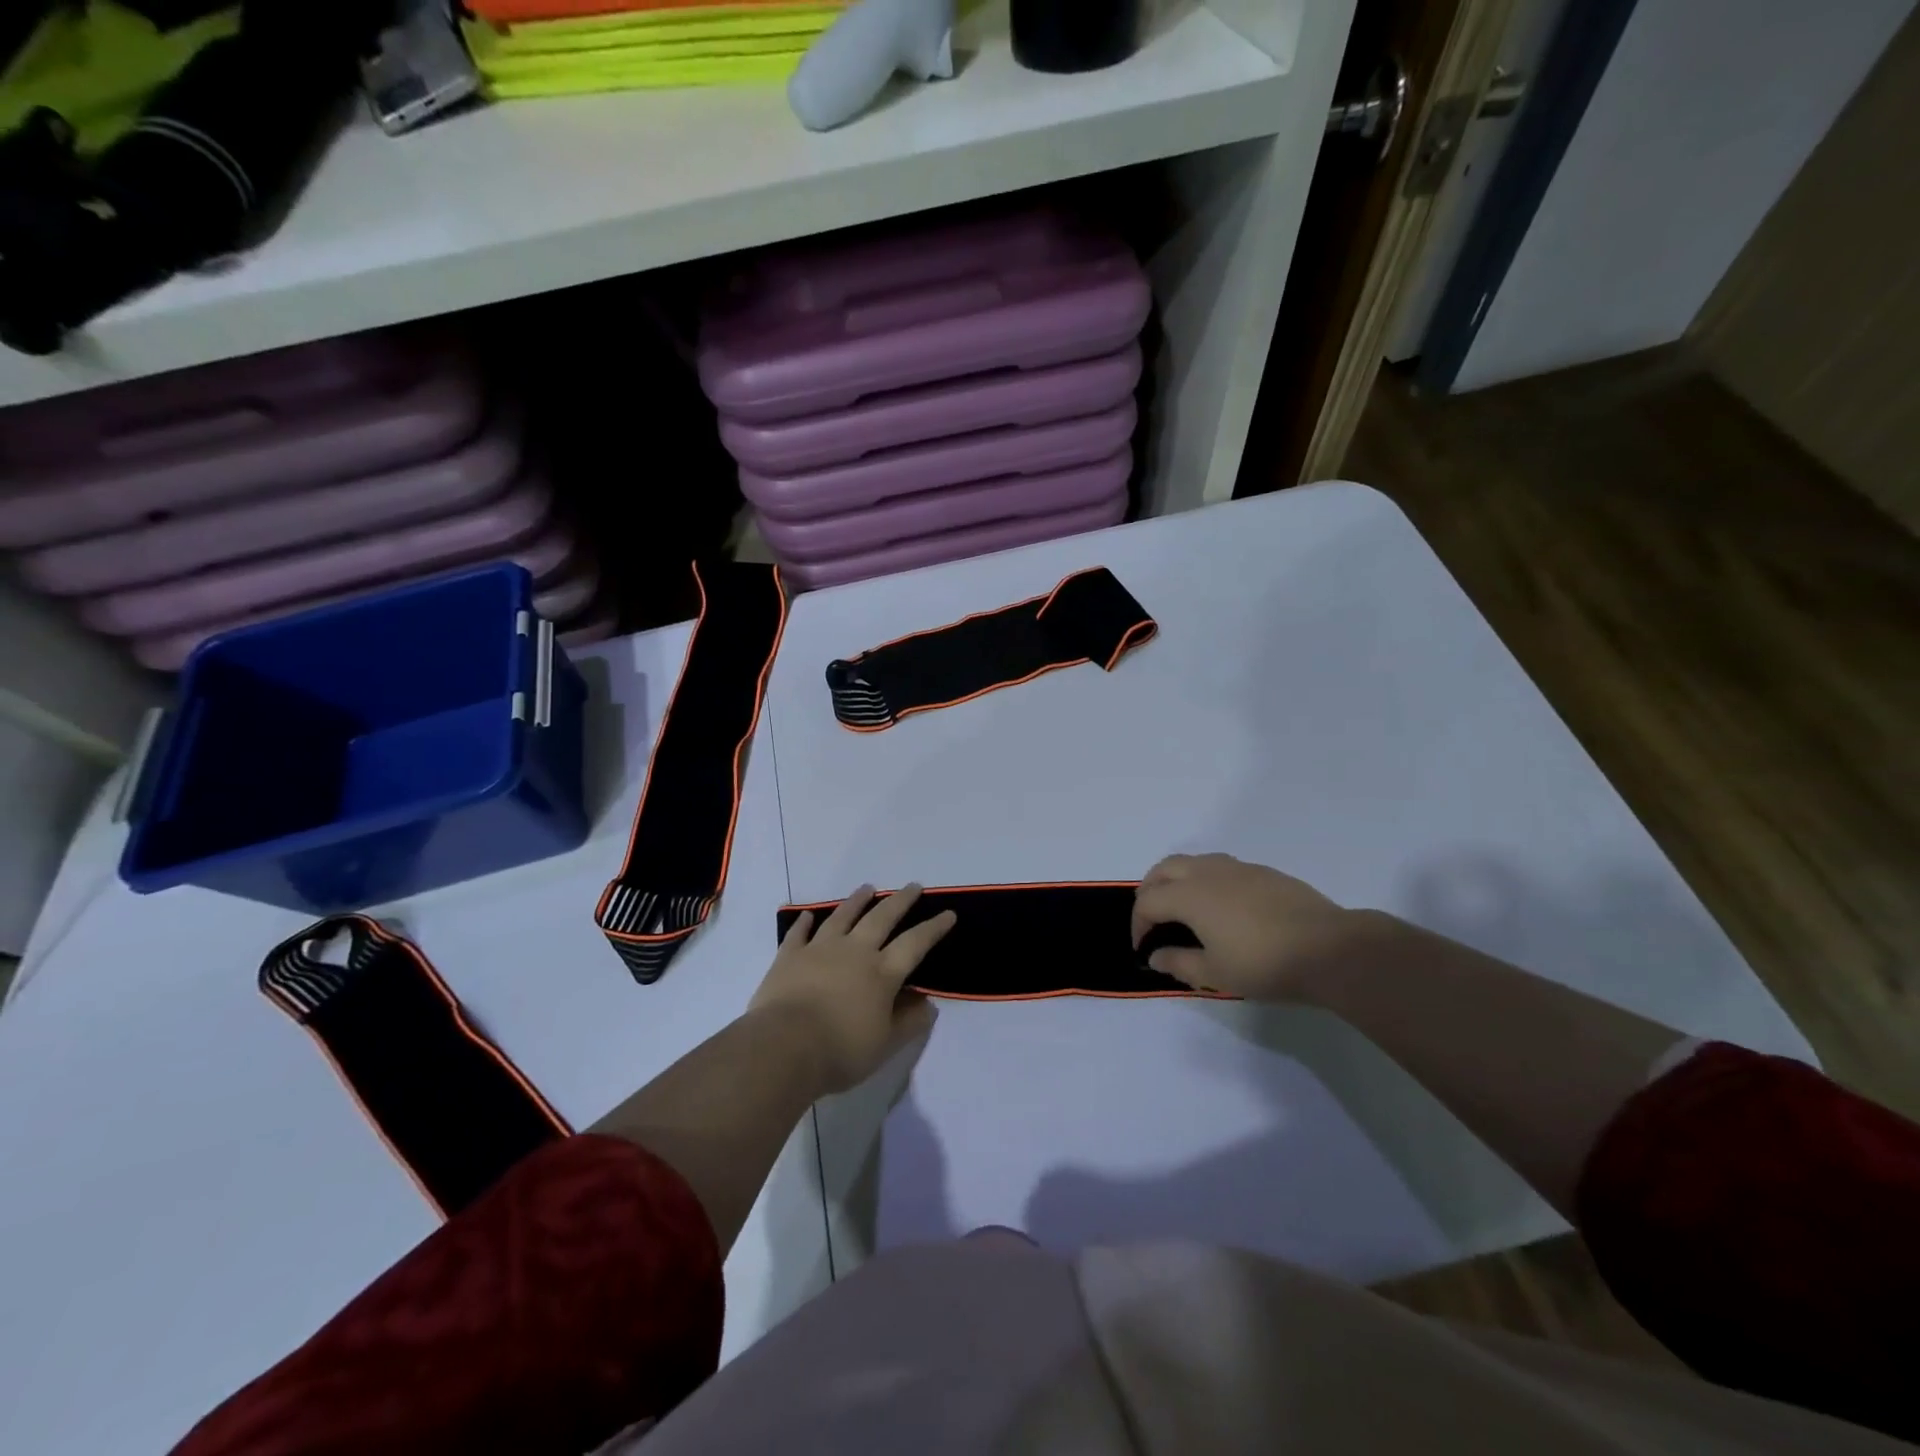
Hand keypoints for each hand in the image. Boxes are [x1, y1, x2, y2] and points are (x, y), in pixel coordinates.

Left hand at [750, 884, 956, 1094]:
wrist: (784, 1047)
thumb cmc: (840, 1051)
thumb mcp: (885, 1045)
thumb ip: (909, 1022)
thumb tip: (928, 1003)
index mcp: (882, 973)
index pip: (914, 943)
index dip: (933, 928)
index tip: (948, 913)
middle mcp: (854, 952)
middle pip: (881, 918)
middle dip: (900, 901)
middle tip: (913, 886)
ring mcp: (820, 949)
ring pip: (843, 916)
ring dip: (857, 900)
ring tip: (868, 887)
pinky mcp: (790, 957)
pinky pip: (799, 934)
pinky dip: (805, 923)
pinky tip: (808, 915)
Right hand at [1130, 853, 1359, 1001]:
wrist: (1330, 949)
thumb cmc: (1264, 964)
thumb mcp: (1215, 974)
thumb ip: (1179, 963)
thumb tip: (1156, 955)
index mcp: (1189, 896)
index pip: (1148, 902)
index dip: (1138, 925)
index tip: (1144, 949)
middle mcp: (1207, 873)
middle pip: (1163, 869)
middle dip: (1150, 891)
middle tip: (1153, 919)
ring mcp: (1237, 868)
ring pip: (1193, 862)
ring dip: (1177, 880)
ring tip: (1183, 908)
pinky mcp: (1263, 872)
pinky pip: (1220, 867)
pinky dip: (1206, 880)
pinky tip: (1222, 907)